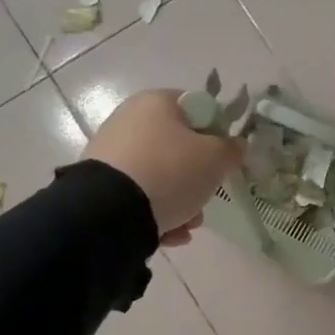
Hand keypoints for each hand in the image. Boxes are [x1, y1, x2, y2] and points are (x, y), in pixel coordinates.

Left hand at [84, 89, 244, 246]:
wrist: (110, 212)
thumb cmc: (171, 172)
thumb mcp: (216, 159)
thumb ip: (232, 149)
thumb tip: (235, 145)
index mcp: (157, 102)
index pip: (198, 109)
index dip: (217, 133)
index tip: (224, 159)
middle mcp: (130, 120)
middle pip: (180, 148)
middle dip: (198, 178)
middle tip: (207, 195)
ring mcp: (112, 152)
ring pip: (161, 176)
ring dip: (181, 201)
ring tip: (188, 224)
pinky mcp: (99, 184)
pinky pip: (140, 195)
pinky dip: (157, 213)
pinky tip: (169, 232)